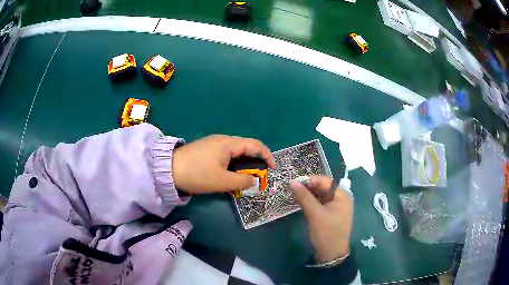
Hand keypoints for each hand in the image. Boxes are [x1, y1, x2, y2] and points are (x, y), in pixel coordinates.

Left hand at [172, 135, 275, 193]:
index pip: (255, 145)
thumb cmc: (197, 174)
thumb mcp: (222, 181)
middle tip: (258, 177)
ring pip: (235, 153)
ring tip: (245, 178)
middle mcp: (223, 140)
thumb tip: (254, 181)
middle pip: (246, 148)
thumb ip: (242, 181)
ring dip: (243, 164)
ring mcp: (213, 144)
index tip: (273, 169)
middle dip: (255, 162)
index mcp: (229, 144)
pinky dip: (233, 164)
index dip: (267, 156)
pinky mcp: (206, 150)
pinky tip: (229, 175)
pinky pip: (226, 155)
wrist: (168, 170)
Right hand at [289, 176, 352, 262]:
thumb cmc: (326, 232)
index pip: (325, 181)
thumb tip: (292, 182)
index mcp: (342, 195)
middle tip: (293, 189)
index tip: (294, 183)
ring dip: (309, 195)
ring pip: (322, 196)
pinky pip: (321, 204)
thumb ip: (304, 197)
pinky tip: (302, 203)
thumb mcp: (315, 213)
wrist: (331, 254)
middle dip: (309, 187)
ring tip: (295, 195)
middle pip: (324, 188)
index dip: (310, 180)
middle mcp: (342, 199)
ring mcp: (337, 208)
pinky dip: (312, 203)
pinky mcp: (332, 215)